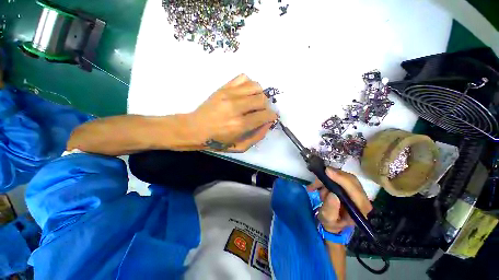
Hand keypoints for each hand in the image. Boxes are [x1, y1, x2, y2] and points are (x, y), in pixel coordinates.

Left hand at [191, 74, 277, 151]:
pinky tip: (245, 93)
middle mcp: (236, 107)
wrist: (194, 129)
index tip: (270, 118)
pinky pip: (243, 77)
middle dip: (266, 107)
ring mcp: (229, 94)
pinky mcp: (223, 87)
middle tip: (260, 112)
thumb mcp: (239, 147)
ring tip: (253, 102)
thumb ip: (257, 136)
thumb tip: (268, 123)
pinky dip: (249, 84)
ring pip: (256, 86)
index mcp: (240, 125)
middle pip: (262, 99)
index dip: (271, 116)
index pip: (265, 115)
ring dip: (259, 95)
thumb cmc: (217, 141)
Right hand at [307, 168, 371, 233]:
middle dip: (333, 177)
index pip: (355, 190)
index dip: (342, 179)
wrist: (333, 222)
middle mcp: (362, 198)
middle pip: (351, 180)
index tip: (327, 172)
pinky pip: (338, 176)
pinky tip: (316, 184)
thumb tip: (332, 194)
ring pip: (344, 176)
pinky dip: (326, 178)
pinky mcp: (349, 186)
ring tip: (316, 187)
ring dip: (327, 179)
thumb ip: (330, 210)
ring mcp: (356, 191)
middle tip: (318, 178)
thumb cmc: (331, 223)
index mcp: (361, 209)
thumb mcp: (328, 220)